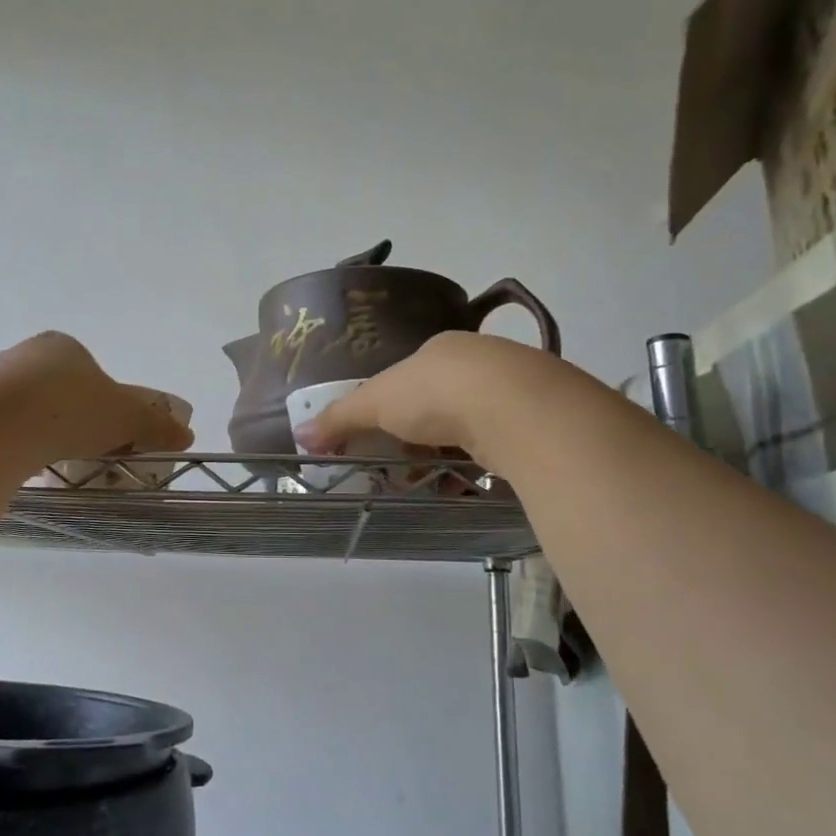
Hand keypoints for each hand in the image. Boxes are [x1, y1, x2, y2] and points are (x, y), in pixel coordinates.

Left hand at [0, 332, 193, 466]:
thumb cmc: (71, 408)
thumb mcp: (128, 417)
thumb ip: (157, 425)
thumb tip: (187, 435)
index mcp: (63, 346)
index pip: (91, 371)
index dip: (106, 402)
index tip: (112, 431)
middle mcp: (25, 355)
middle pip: (60, 390)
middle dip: (75, 418)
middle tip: (87, 450)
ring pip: (29, 410)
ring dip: (44, 432)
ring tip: (55, 462)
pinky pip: (3, 429)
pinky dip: (17, 445)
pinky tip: (25, 466)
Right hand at [291, 331, 554, 471]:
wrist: (516, 407)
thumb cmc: (434, 393)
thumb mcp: (375, 402)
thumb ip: (340, 417)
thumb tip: (300, 434)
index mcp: (440, 350)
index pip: (409, 378)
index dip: (390, 409)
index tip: (380, 438)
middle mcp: (479, 363)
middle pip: (440, 403)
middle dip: (419, 437)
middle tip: (403, 466)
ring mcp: (512, 391)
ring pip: (470, 426)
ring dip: (448, 455)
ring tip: (431, 481)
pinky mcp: (535, 422)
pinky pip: (498, 446)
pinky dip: (478, 466)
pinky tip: (467, 484)